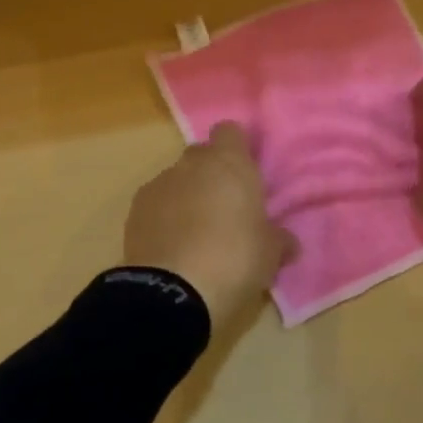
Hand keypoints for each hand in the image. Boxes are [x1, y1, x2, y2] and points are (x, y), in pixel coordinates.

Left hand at [123, 123, 293, 329]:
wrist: (173, 290)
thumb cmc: (235, 259)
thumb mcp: (270, 253)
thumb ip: (278, 238)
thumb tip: (287, 240)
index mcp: (230, 163)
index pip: (231, 132)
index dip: (237, 148)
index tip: (244, 173)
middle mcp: (192, 164)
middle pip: (202, 155)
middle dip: (211, 174)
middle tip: (225, 208)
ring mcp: (160, 183)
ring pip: (176, 179)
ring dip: (186, 196)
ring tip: (196, 234)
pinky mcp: (135, 208)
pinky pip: (155, 203)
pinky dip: (163, 217)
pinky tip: (172, 246)